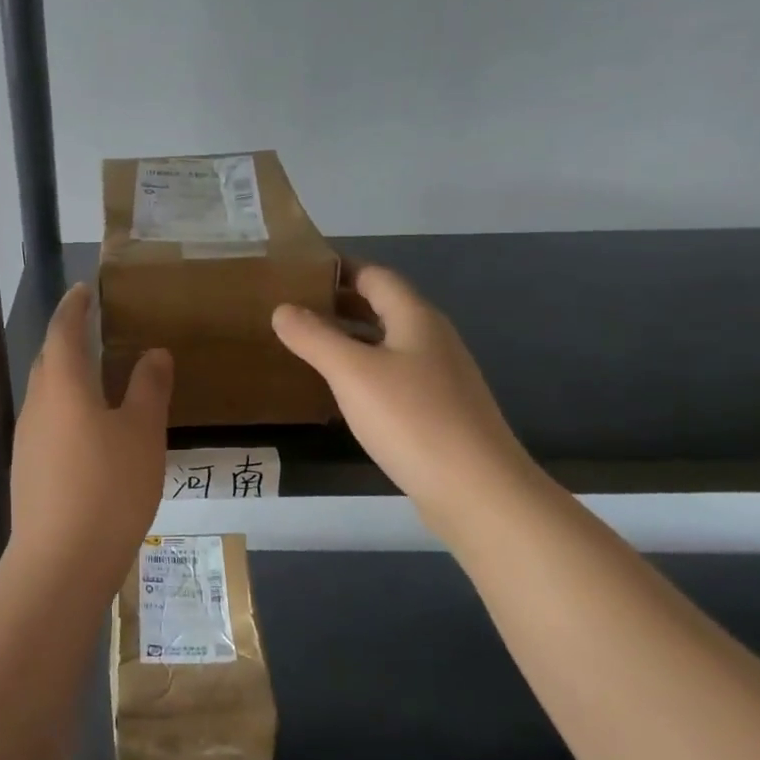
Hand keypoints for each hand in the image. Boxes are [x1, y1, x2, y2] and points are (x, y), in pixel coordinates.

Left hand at [9, 284, 171, 582]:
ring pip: (46, 394)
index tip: (84, 289)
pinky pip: (47, 424)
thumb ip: (148, 388)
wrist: (60, 562)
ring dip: (67, 378)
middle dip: (67, 340)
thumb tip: (154, 353)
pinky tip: (88, 432)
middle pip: (48, 361)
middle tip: (94, 330)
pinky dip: (66, 410)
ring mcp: (26, 440)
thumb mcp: (142, 433)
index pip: (63, 330)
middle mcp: (36, 405)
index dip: (74, 307)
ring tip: (96, 378)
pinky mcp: (26, 470)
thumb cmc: (109, 487)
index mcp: (62, 385)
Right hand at [272, 265, 535, 533]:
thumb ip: (315, 337)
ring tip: (309, 346)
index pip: (375, 276)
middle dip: (341, 304)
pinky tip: (343, 392)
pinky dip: (365, 372)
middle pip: (384, 308)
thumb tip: (283, 309)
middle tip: (294, 309)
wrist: (477, 491)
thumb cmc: (412, 419)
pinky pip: (395, 376)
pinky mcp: (440, 412)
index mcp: (416, 318)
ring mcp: (440, 378)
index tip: (300, 272)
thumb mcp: (353, 373)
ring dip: (352, 339)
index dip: (339, 269)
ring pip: (389, 344)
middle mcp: (433, 340)